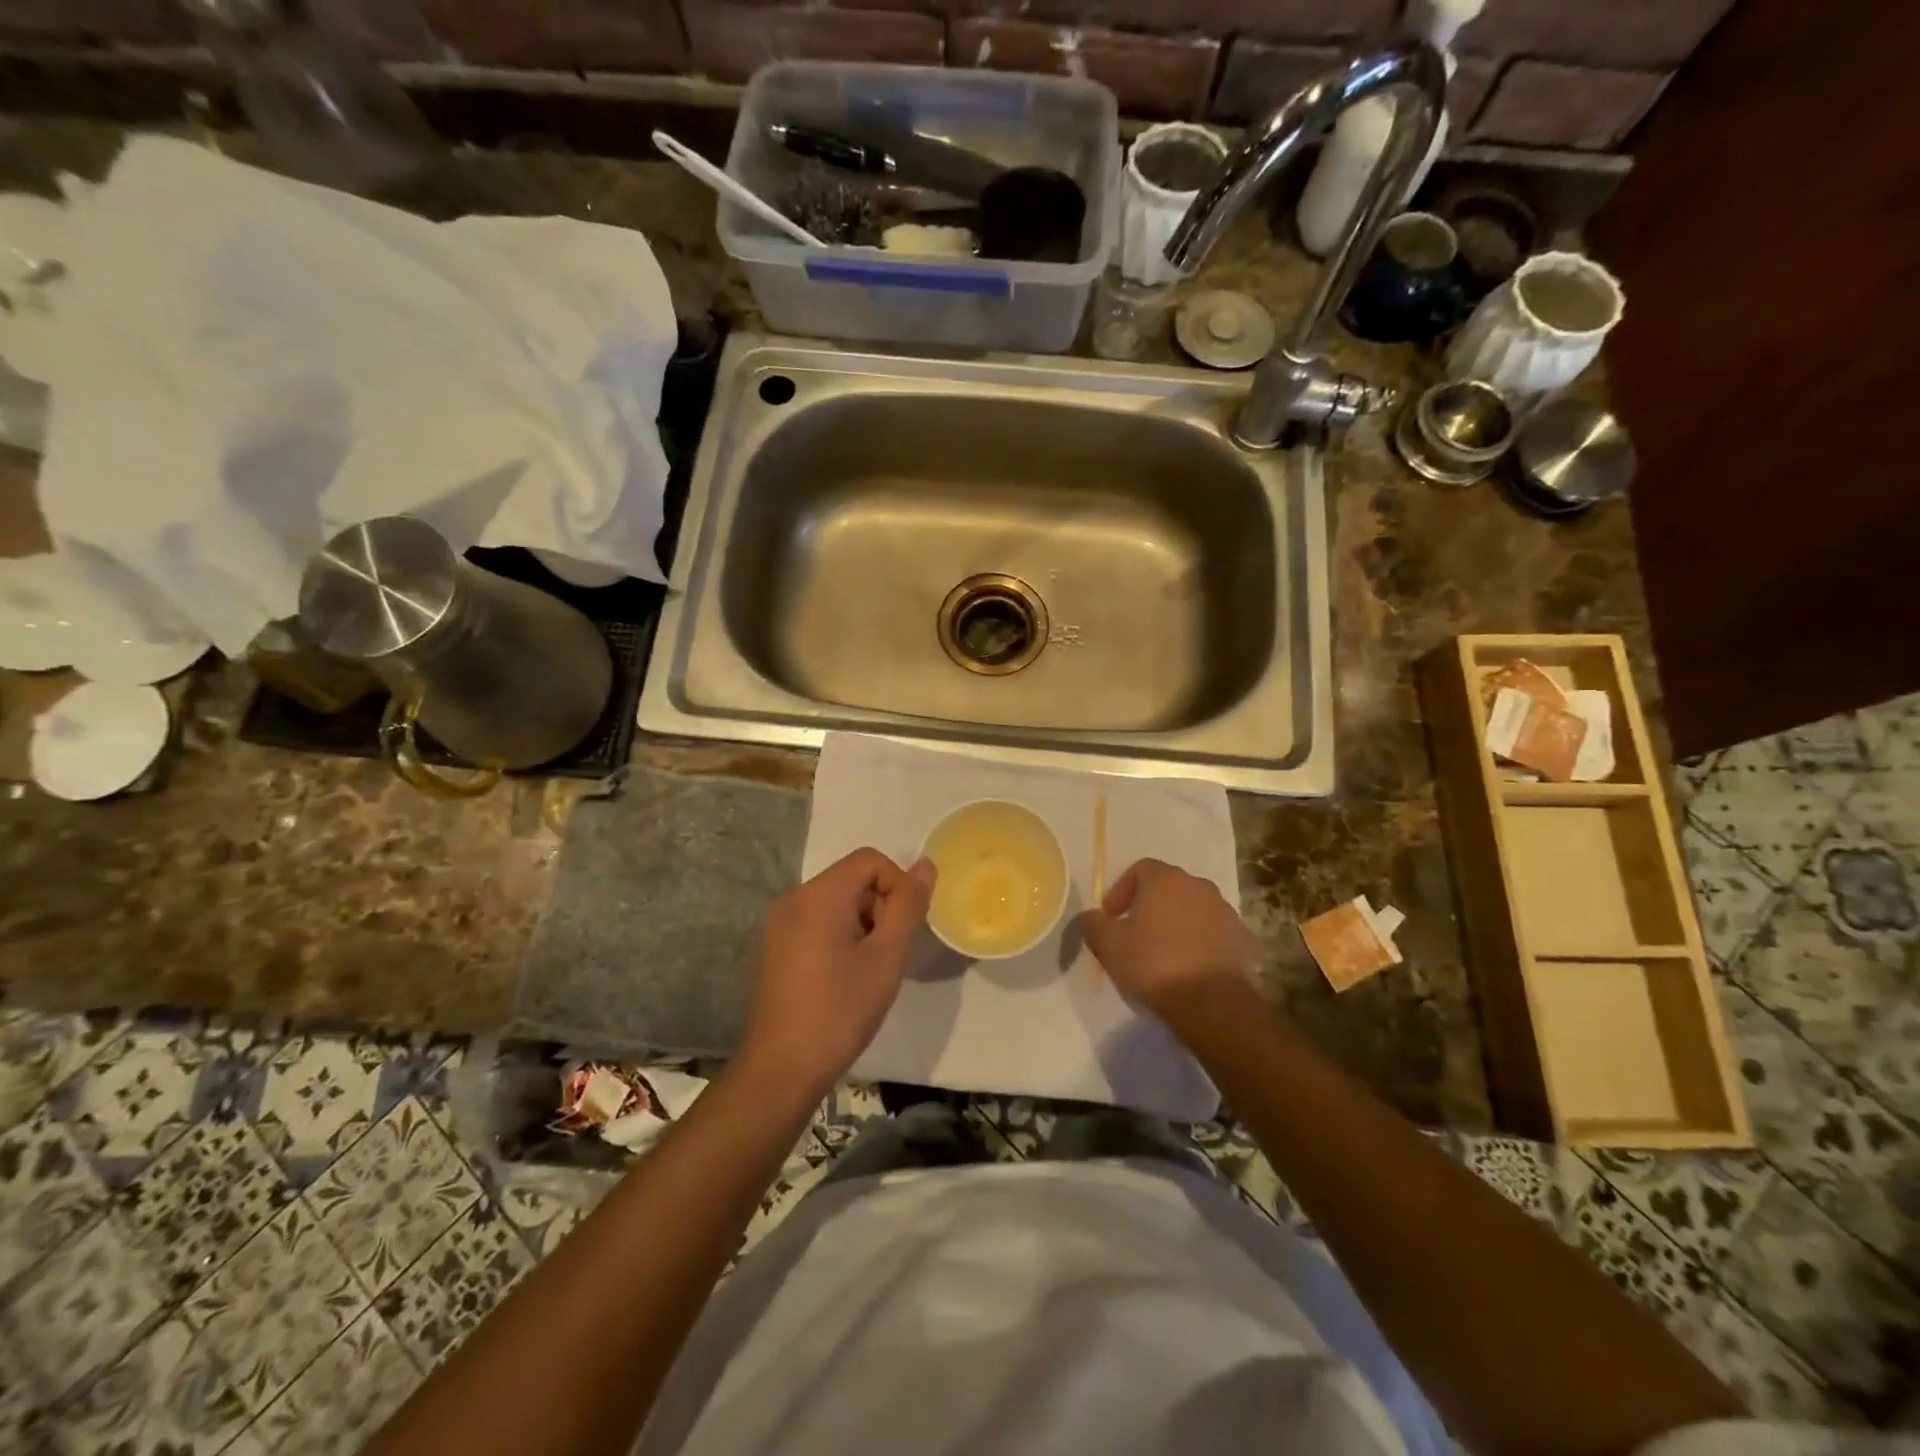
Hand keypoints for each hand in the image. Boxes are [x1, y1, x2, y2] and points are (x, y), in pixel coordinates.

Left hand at [740, 848, 936, 1096]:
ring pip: (838, 903)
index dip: (898, 886)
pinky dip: (841, 937)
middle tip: (887, 955)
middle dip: (880, 907)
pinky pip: (818, 922)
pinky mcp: (776, 948)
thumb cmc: (840, 1010)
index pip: (870, 860)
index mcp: (818, 895)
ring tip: (868, 970)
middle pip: (853, 879)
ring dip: (863, 925)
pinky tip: (845, 978)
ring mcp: (780, 924)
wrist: (781, 1070)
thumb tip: (925, 865)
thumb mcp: (886, 956)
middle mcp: (794, 899)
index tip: (903, 930)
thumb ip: (908, 905)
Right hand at [1079, 858, 1258, 1021]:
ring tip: (1163, 953)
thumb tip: (1090, 917)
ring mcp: (1225, 912)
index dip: (1121, 890)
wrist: (1211, 1003)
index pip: (1140, 869)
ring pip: (1193, 910)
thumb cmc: (1154, 963)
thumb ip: (1093, 923)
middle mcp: (1199, 886)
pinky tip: (1190, 967)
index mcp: (1166, 879)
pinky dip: (1200, 943)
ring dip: (1177, 924)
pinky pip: (1214, 934)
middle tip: (1134, 934)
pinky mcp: (1243, 939)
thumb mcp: (1108, 944)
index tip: (1111, 917)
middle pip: (1168, 888)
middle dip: (1150, 906)